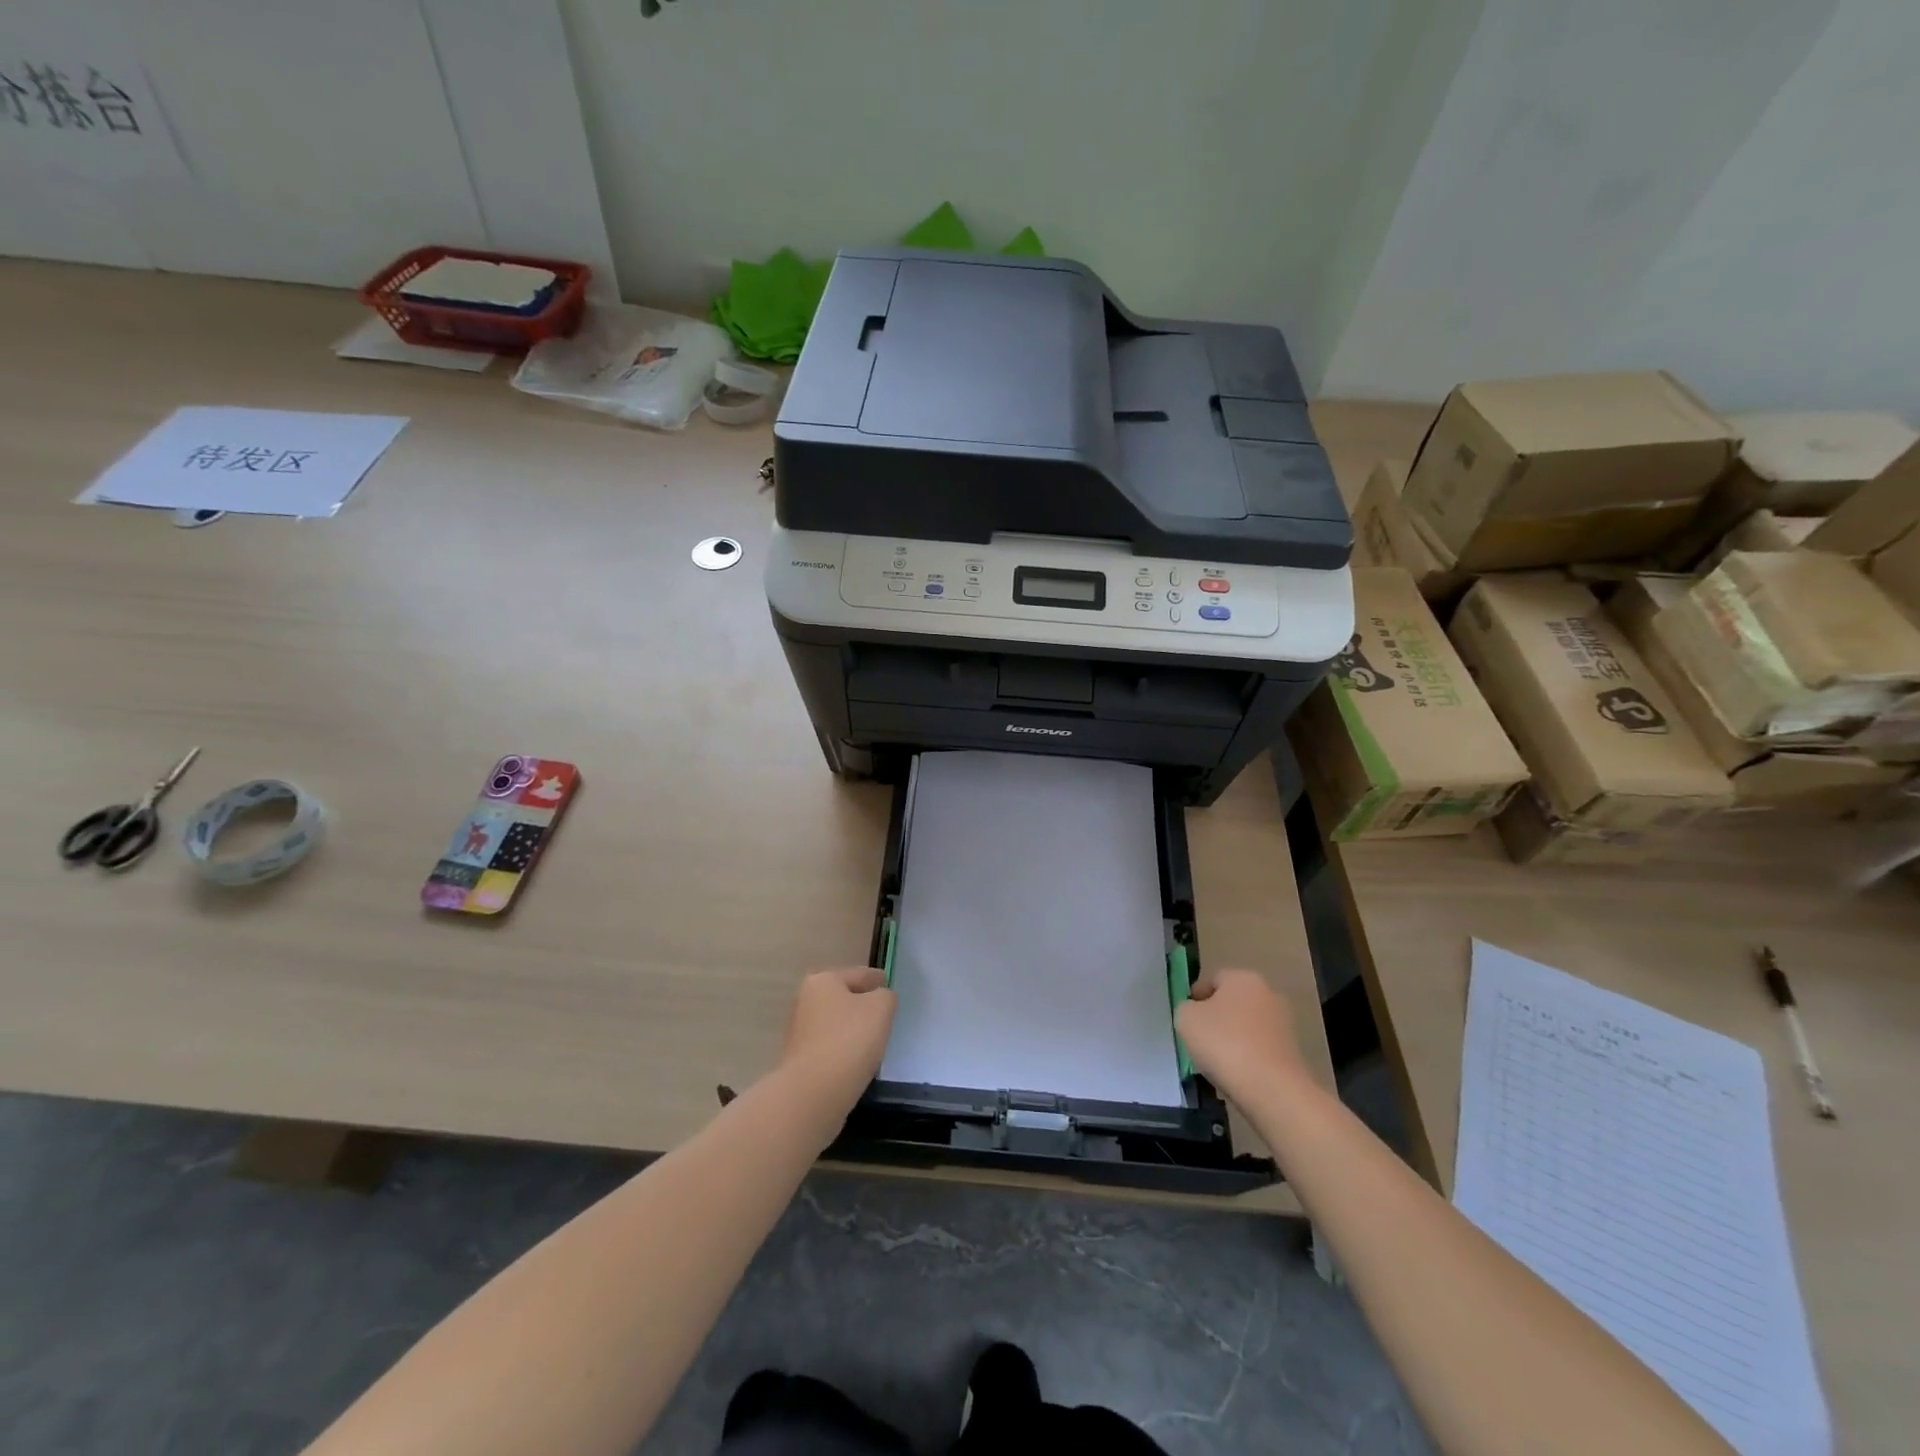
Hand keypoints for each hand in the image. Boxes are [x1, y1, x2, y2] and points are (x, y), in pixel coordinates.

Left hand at [777, 968, 896, 1125]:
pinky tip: (856, 1062)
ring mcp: (800, 1033)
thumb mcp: (881, 1008)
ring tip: (874, 1042)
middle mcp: (806, 1001)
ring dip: (852, 1029)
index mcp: (823, 981)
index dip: (878, 980)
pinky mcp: (800, 1061)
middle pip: (844, 998)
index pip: (860, 974)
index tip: (890, 987)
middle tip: (886, 1016)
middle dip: (863, 1005)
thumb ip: (886, 996)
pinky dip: (843, 1050)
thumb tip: (880, 999)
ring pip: (836, 1024)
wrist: (813, 1095)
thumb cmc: (849, 1041)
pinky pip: (830, 1047)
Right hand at [1176, 969, 1307, 1104]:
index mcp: (1243, 978)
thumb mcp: (1186, 1018)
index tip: (1186, 1018)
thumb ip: (1186, 1008)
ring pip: (1247, 1027)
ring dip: (1232, 1039)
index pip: (1213, 979)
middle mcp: (1268, 994)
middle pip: (1233, 1003)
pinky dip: (1248, 1058)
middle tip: (1198, 1039)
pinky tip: (1236, 1075)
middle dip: (1216, 1018)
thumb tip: (1196, 1012)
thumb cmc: (1224, 1043)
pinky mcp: (1293, 1053)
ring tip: (1216, 1062)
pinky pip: (1260, 1050)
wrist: (1271, 1089)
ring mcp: (1284, 1024)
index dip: (1196, 997)